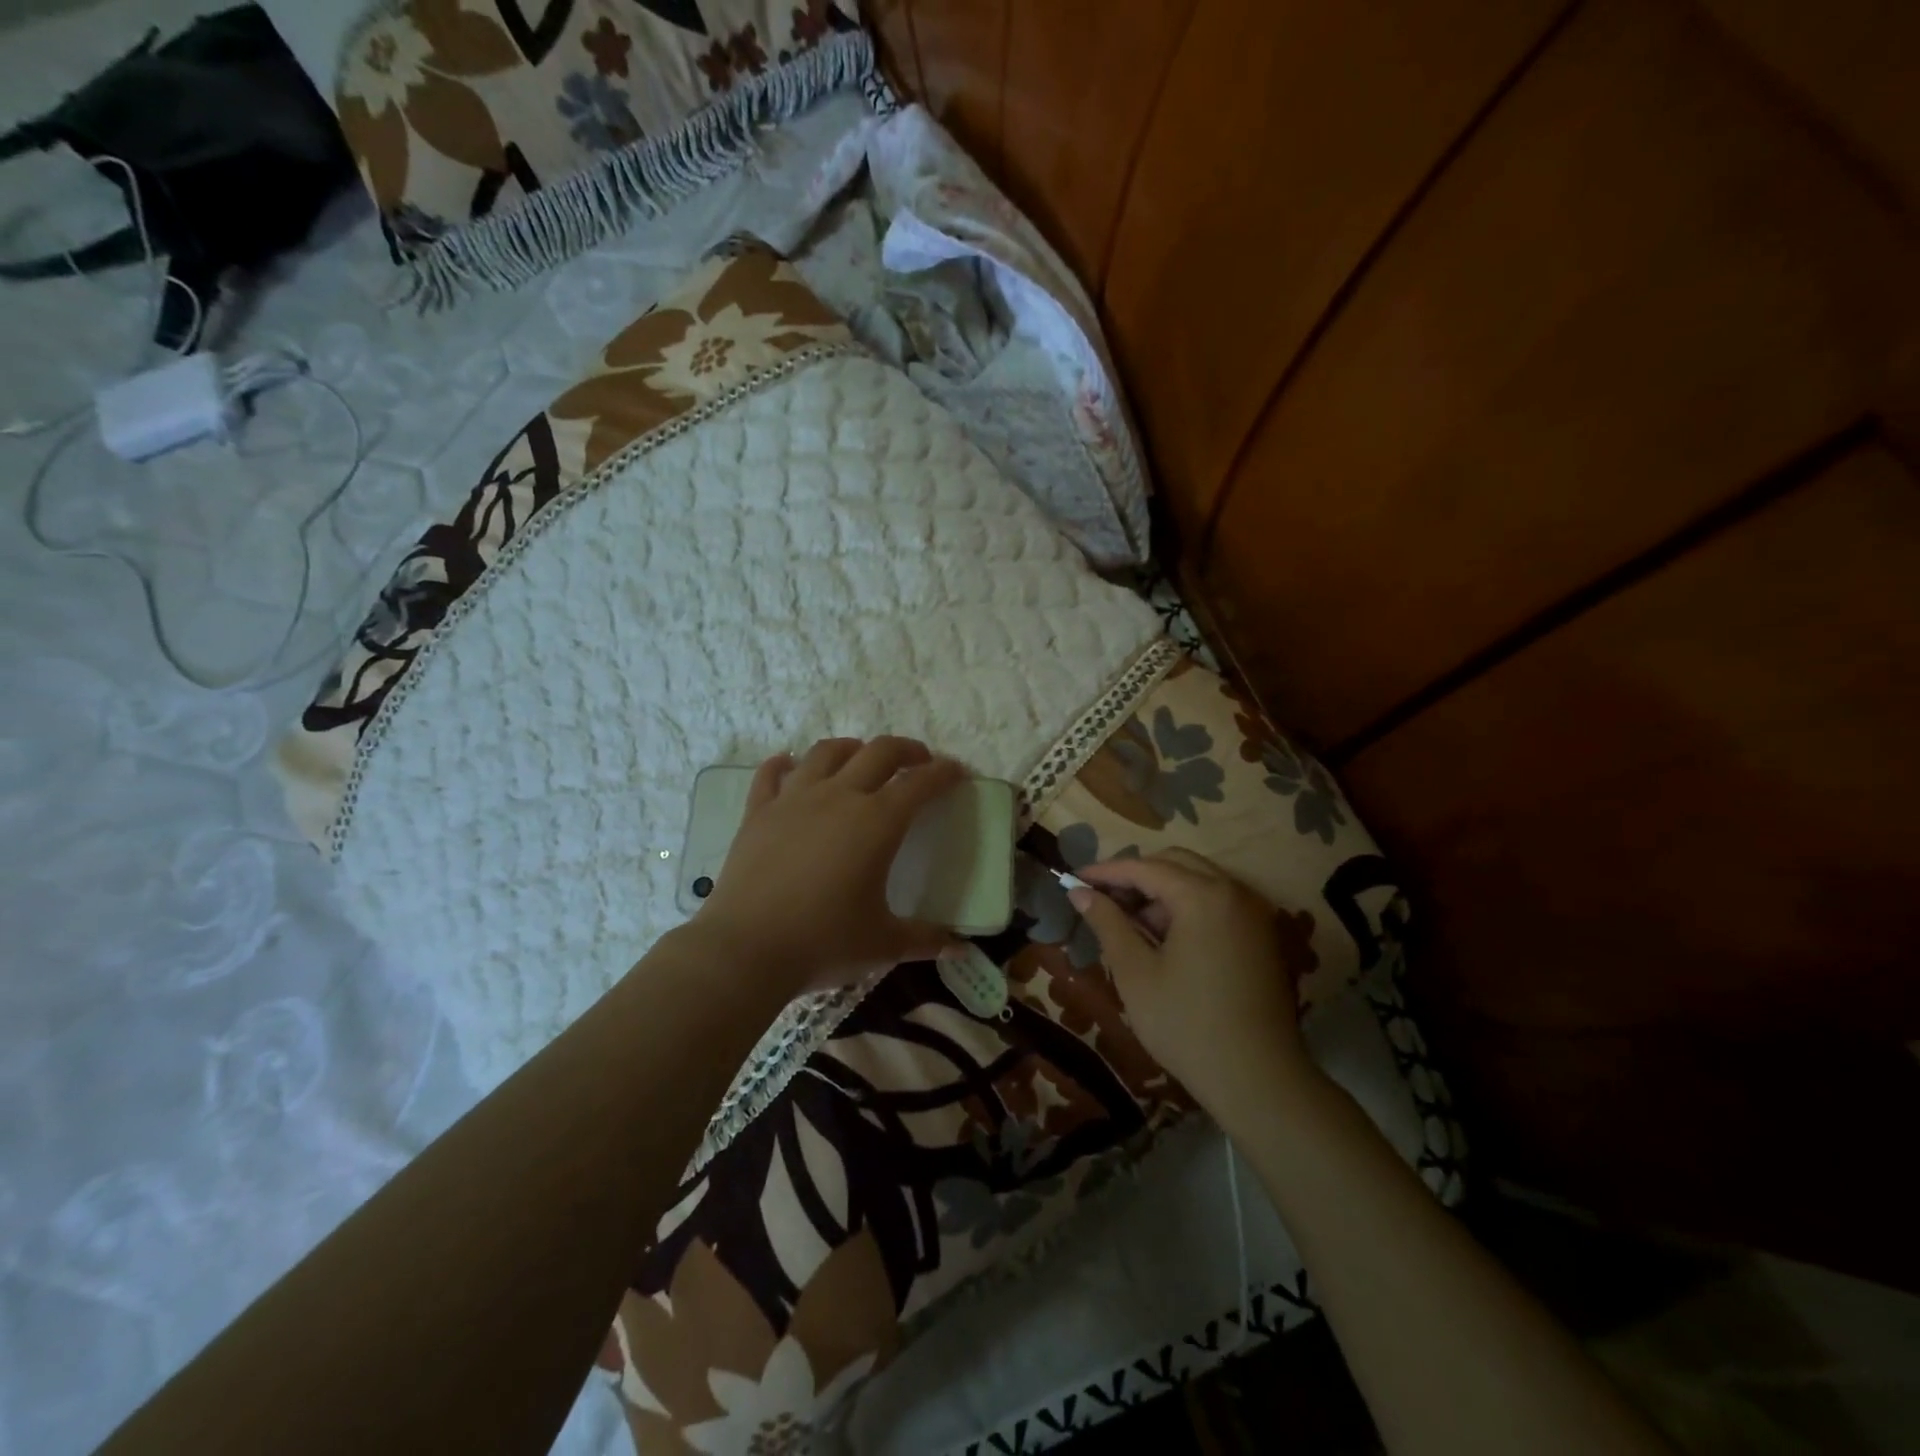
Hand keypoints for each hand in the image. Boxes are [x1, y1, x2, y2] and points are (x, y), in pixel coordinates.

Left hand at [694, 737, 966, 992]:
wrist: (745, 950)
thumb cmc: (823, 943)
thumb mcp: (883, 944)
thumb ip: (924, 940)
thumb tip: (958, 949)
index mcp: (877, 822)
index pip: (920, 783)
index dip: (943, 773)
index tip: (956, 771)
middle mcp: (839, 797)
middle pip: (879, 752)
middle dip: (906, 750)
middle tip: (918, 761)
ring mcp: (794, 799)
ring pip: (827, 752)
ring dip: (852, 748)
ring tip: (861, 759)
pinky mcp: (758, 812)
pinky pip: (772, 773)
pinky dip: (785, 764)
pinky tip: (790, 766)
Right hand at [1071, 849, 1317, 1124]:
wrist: (1259, 1081)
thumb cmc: (1187, 1025)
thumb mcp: (1135, 972)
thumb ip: (1107, 923)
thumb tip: (1079, 892)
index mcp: (1203, 896)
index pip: (1144, 868)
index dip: (1105, 872)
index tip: (1073, 879)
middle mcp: (1234, 892)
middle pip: (1175, 863)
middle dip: (1135, 876)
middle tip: (1101, 899)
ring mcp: (1254, 913)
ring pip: (1198, 881)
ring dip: (1162, 892)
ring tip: (1130, 923)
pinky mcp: (1262, 936)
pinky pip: (1218, 903)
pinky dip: (1187, 907)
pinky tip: (1165, 939)